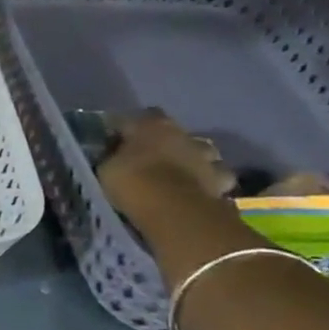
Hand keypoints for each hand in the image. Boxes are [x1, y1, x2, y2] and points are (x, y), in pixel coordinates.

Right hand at [96, 109, 235, 223]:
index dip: (126, 130)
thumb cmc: (133, 182)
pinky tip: (196, 189)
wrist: (175, 211)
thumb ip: (113, 156)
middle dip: (162, 142)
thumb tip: (114, 154)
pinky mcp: (222, 179)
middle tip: (149, 159)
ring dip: (190, 158)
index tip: (116, 142)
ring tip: (177, 174)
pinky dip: (207, 181)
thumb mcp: (107, 168)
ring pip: (199, 151)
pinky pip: (215, 176)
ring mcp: (206, 155)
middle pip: (171, 132)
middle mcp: (181, 133)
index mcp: (150, 124)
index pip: (135, 118)